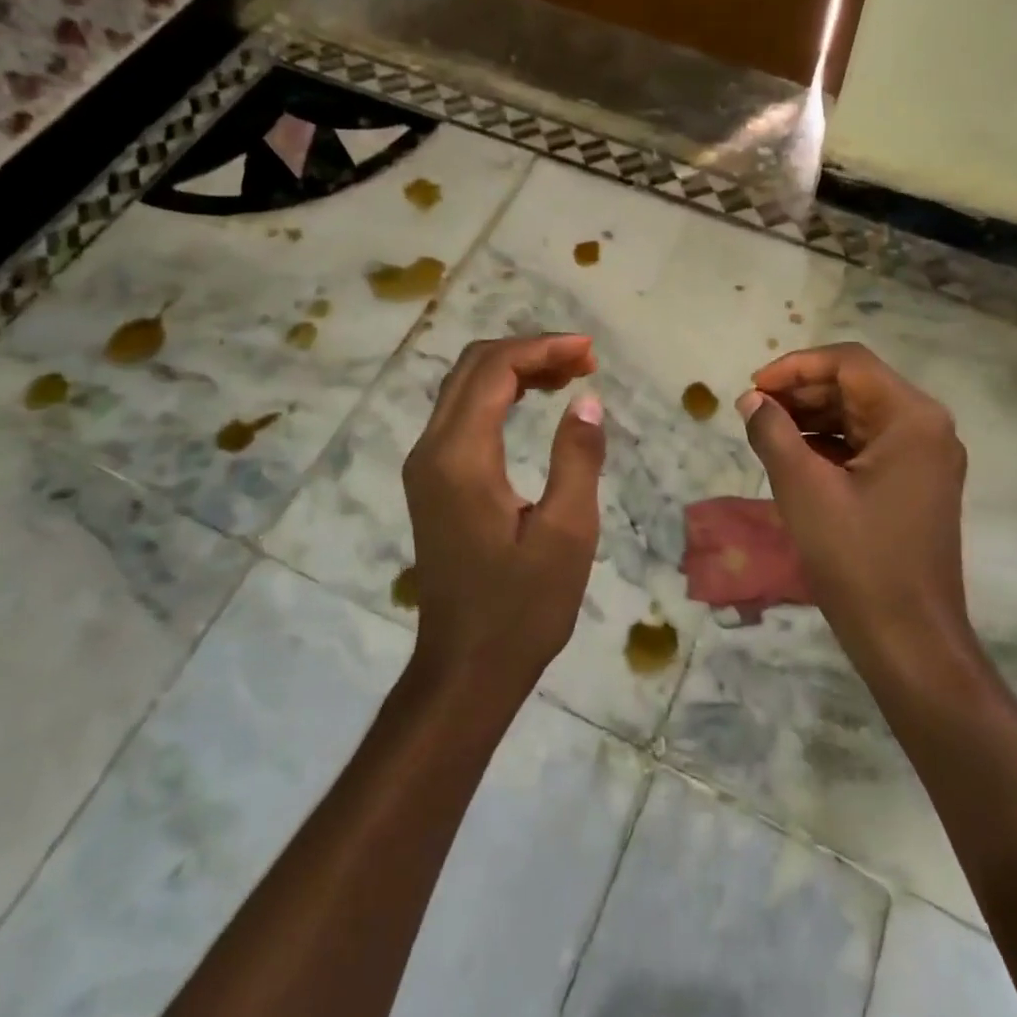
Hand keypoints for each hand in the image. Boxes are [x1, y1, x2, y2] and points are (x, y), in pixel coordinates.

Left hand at [401, 335, 606, 700]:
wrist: (466, 668)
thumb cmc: (522, 607)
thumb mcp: (566, 533)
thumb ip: (576, 458)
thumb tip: (587, 400)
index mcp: (460, 457)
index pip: (495, 370)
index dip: (543, 348)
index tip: (590, 352)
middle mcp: (431, 450)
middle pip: (473, 368)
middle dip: (530, 351)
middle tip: (585, 360)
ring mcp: (426, 467)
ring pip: (464, 388)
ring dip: (515, 370)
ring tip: (570, 374)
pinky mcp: (432, 483)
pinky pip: (462, 416)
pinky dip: (500, 396)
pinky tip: (536, 403)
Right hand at [736, 343, 971, 677]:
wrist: (908, 640)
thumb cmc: (857, 560)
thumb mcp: (804, 489)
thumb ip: (773, 433)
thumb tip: (752, 400)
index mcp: (912, 418)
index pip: (849, 363)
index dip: (796, 367)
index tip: (753, 388)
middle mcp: (927, 428)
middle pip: (857, 386)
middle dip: (802, 392)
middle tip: (753, 410)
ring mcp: (925, 458)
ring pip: (860, 415)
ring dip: (812, 417)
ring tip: (766, 431)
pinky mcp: (915, 484)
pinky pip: (868, 446)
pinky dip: (830, 444)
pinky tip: (793, 456)